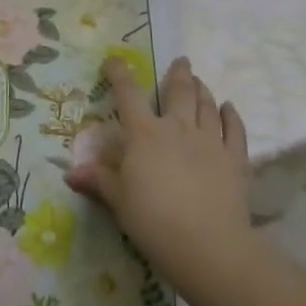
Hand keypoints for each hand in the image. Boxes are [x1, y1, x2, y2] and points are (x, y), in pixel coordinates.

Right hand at [66, 56, 254, 294]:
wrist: (207, 245)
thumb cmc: (153, 220)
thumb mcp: (118, 201)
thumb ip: (98, 181)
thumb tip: (71, 173)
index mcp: (144, 133)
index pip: (128, 94)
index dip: (119, 73)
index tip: (114, 60)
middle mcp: (178, 128)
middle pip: (179, 91)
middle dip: (179, 73)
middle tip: (182, 61)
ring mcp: (210, 141)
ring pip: (207, 106)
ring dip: (203, 91)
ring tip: (200, 82)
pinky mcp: (235, 160)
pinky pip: (234, 131)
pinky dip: (232, 116)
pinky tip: (229, 108)